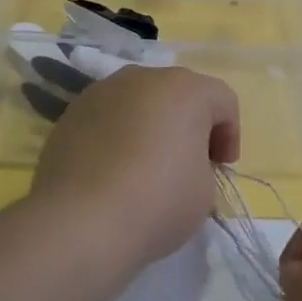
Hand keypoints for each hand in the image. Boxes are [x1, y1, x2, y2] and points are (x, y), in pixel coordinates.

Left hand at [29, 66, 239, 269]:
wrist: (79, 223)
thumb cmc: (157, 202)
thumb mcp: (205, 191)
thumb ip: (202, 165)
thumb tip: (181, 162)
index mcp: (185, 89)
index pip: (223, 100)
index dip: (230, 134)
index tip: (221, 169)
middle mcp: (143, 78)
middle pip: (178, 94)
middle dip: (189, 124)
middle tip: (189, 164)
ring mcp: (102, 91)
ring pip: (140, 102)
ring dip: (151, 125)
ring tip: (145, 167)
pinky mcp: (71, 113)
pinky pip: (108, 117)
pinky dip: (118, 135)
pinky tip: (113, 171)